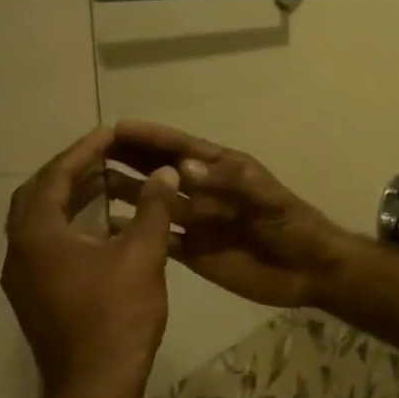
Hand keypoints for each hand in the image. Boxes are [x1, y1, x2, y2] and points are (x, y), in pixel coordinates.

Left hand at [1, 125, 176, 397]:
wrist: (96, 385)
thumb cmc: (118, 315)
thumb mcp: (143, 253)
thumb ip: (154, 207)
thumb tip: (165, 172)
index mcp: (38, 236)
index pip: (55, 177)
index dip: (84, 150)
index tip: (111, 132)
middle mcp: (20, 252)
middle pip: (37, 195)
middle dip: (70, 170)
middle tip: (105, 153)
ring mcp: (24, 278)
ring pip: (40, 221)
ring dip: (70, 196)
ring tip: (109, 180)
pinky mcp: (37, 295)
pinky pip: (48, 242)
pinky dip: (72, 222)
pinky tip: (107, 224)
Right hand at [110, 120, 350, 309]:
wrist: (309, 270)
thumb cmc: (294, 226)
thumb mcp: (268, 199)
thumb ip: (230, 183)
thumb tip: (183, 167)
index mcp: (225, 171)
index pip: (182, 148)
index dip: (152, 137)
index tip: (117, 127)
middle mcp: (206, 192)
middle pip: (163, 171)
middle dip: (131, 158)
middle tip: (90, 151)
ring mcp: (199, 222)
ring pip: (156, 203)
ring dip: (128, 192)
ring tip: (89, 185)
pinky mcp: (195, 252)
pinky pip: (160, 238)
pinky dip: (137, 231)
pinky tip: (107, 228)